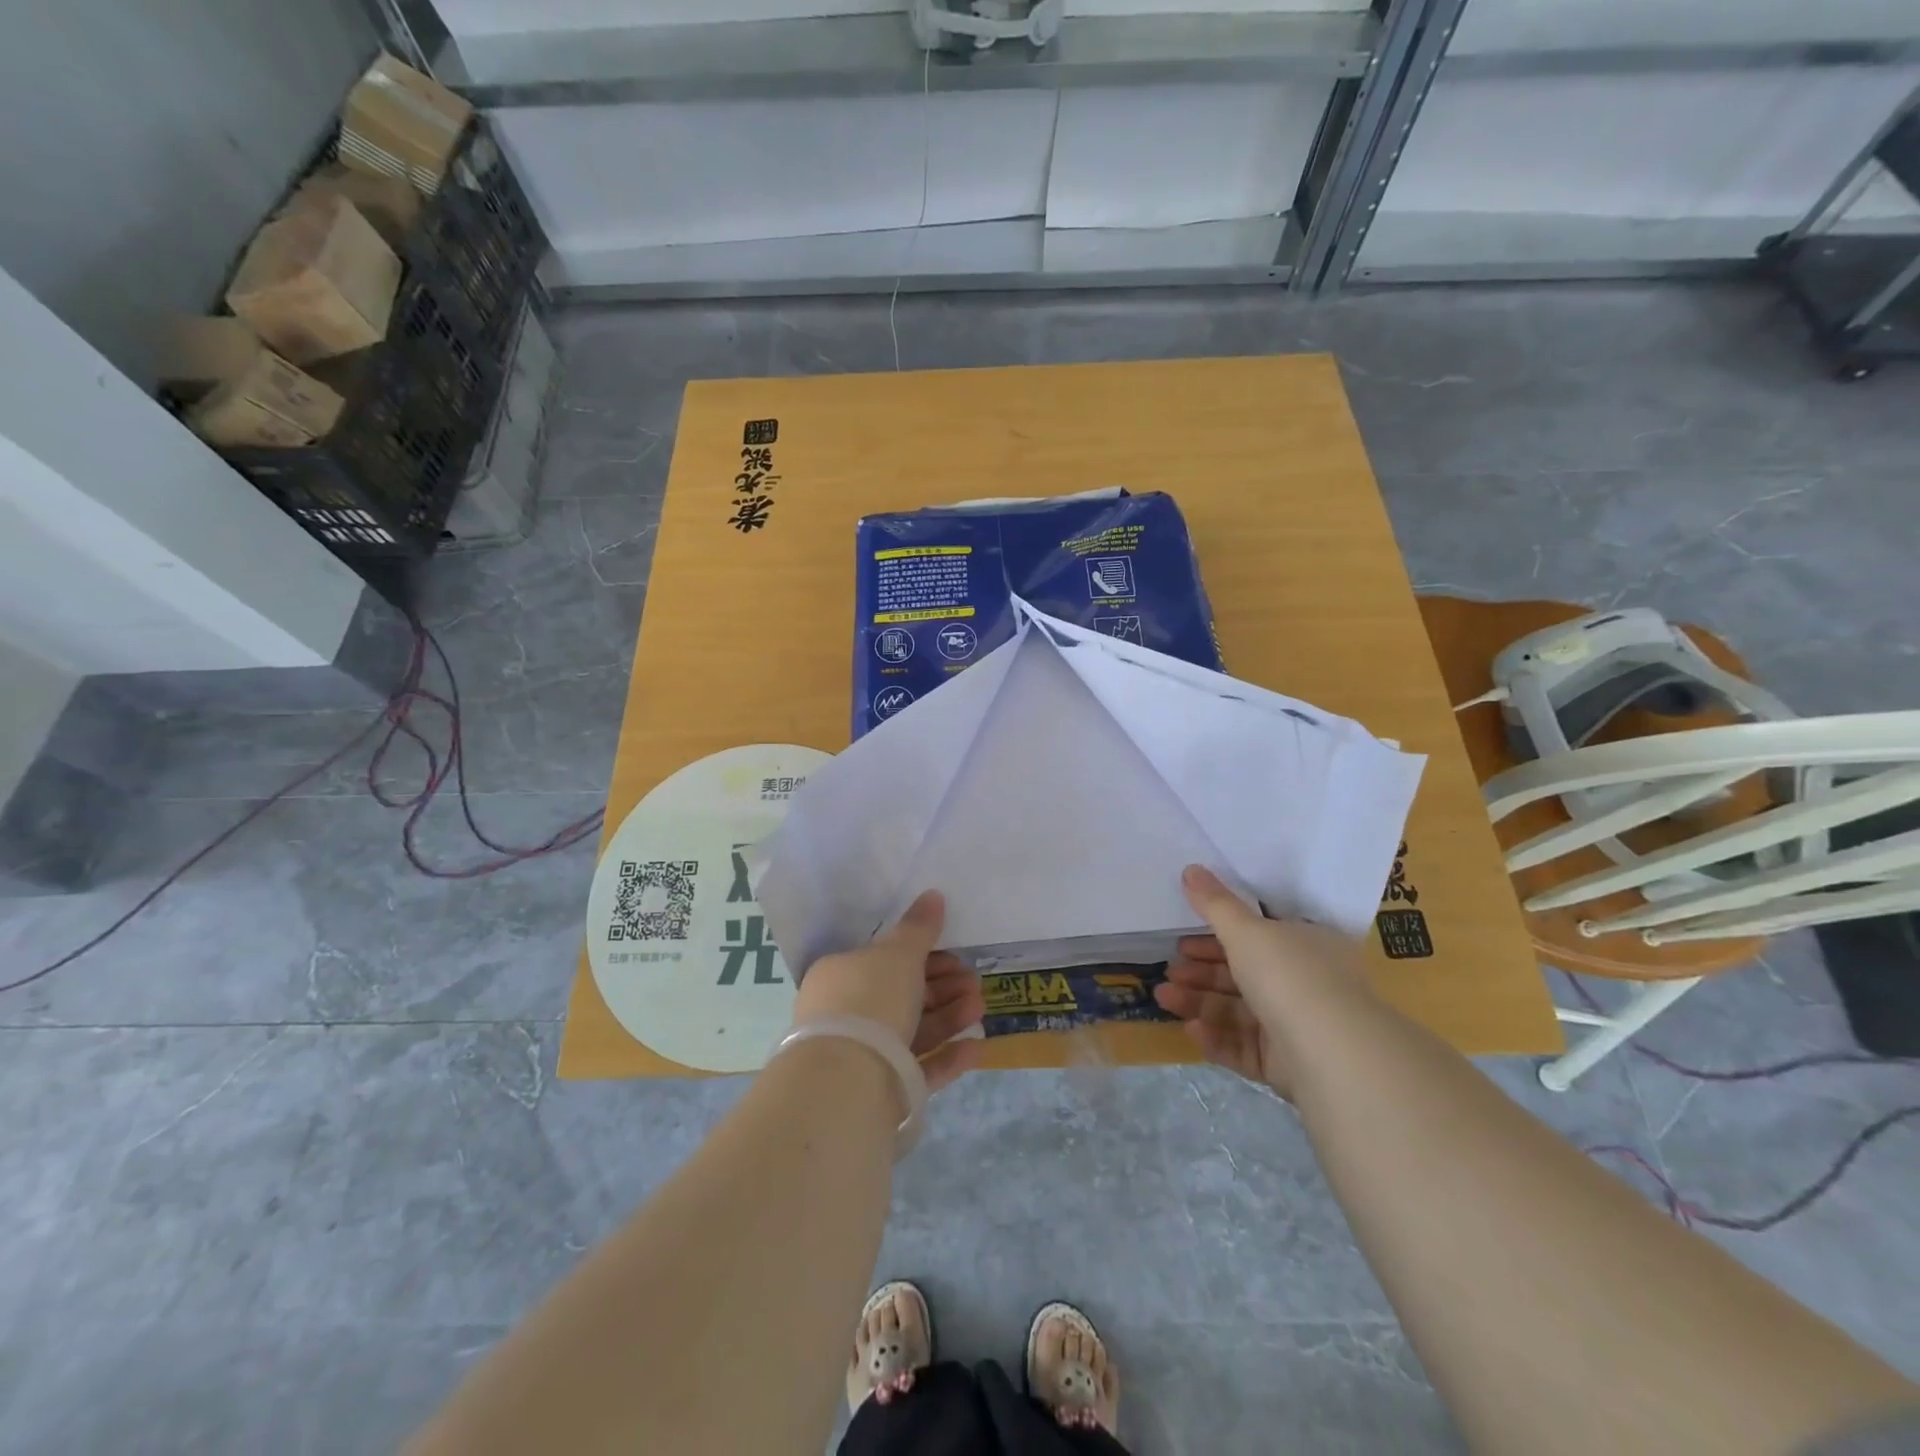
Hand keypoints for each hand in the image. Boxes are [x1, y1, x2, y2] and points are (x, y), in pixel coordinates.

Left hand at [791, 890, 985, 1091]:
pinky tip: (976, 1048)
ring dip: (950, 1018)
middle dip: (943, 988)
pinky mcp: (880, 1092)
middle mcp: (845, 1015)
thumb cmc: (870, 1000)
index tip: (956, 957)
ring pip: (913, 1032)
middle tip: (974, 983)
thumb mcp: (898, 954)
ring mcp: (862, 1055)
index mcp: (840, 976)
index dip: (924, 956)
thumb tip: (933, 895)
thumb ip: (919, 927)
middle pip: (902, 996)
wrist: (847, 1080)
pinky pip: (917, 1069)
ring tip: (980, 1009)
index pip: (885, 961)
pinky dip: (946, 1057)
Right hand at [1152, 865, 1370, 1097]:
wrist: (1332, 1054)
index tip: (1183, 940)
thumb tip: (1190, 868)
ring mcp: (1297, 1027)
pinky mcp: (1287, 1065)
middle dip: (1201, 972)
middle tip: (1169, 971)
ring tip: (1163, 998)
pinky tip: (1190, 1030)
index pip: (1258, 937)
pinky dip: (1216, 1037)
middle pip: (1243, 975)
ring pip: (1238, 1012)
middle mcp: (1305, 984)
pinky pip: (1245, 1047)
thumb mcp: (1247, 930)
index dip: (1217, 936)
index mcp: (1306, 946)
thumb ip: (1215, 904)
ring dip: (1199, 1003)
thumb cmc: (1290, 976)